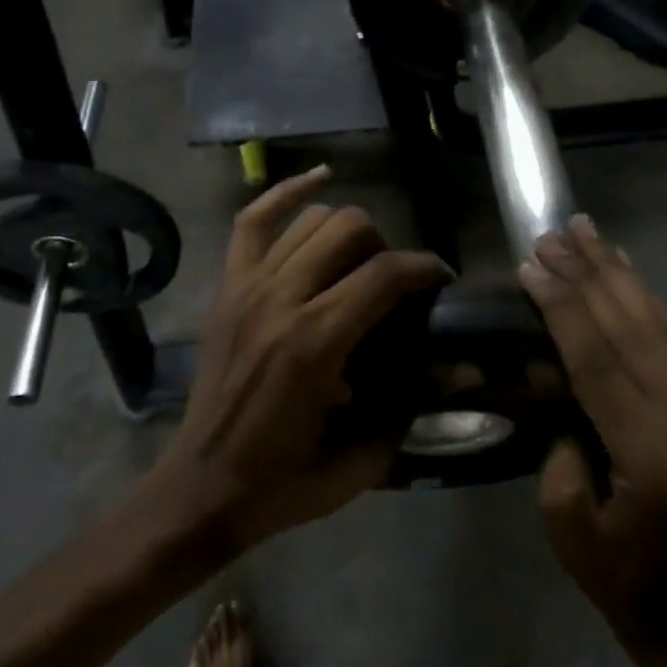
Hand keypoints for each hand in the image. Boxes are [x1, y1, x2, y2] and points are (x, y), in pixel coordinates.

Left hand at [156, 167, 452, 552]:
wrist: (202, 487)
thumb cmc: (286, 479)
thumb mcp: (362, 455)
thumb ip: (413, 403)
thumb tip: (463, 368)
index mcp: (316, 342)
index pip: (385, 273)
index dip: (426, 268)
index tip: (443, 281)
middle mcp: (281, 299)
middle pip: (350, 229)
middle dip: (387, 249)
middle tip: (394, 286)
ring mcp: (247, 287)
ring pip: (312, 219)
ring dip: (348, 231)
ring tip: (360, 262)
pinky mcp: (227, 287)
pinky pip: (253, 220)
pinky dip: (286, 193)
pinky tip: (320, 178)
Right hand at [521, 215, 666, 666]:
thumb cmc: (613, 571)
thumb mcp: (565, 519)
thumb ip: (559, 443)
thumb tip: (556, 378)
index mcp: (651, 454)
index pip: (599, 363)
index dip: (563, 310)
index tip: (532, 267)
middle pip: (631, 330)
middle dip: (588, 276)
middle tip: (554, 233)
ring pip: (655, 323)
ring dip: (616, 273)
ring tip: (587, 230)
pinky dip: (642, 296)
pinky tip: (623, 267)